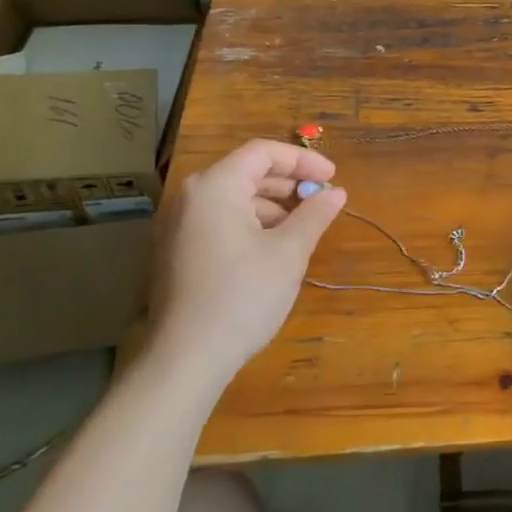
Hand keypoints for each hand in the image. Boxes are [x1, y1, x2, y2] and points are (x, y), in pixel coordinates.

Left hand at [146, 139, 348, 388]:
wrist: (185, 359)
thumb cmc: (242, 295)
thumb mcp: (289, 252)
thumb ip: (314, 214)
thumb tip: (336, 192)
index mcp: (215, 187)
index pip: (263, 152)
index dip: (303, 160)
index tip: (333, 177)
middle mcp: (190, 197)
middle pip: (246, 171)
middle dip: (288, 182)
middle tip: (321, 200)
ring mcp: (177, 225)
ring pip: (233, 197)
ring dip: (272, 204)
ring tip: (302, 227)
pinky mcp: (176, 251)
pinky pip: (219, 219)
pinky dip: (250, 222)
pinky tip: (273, 247)